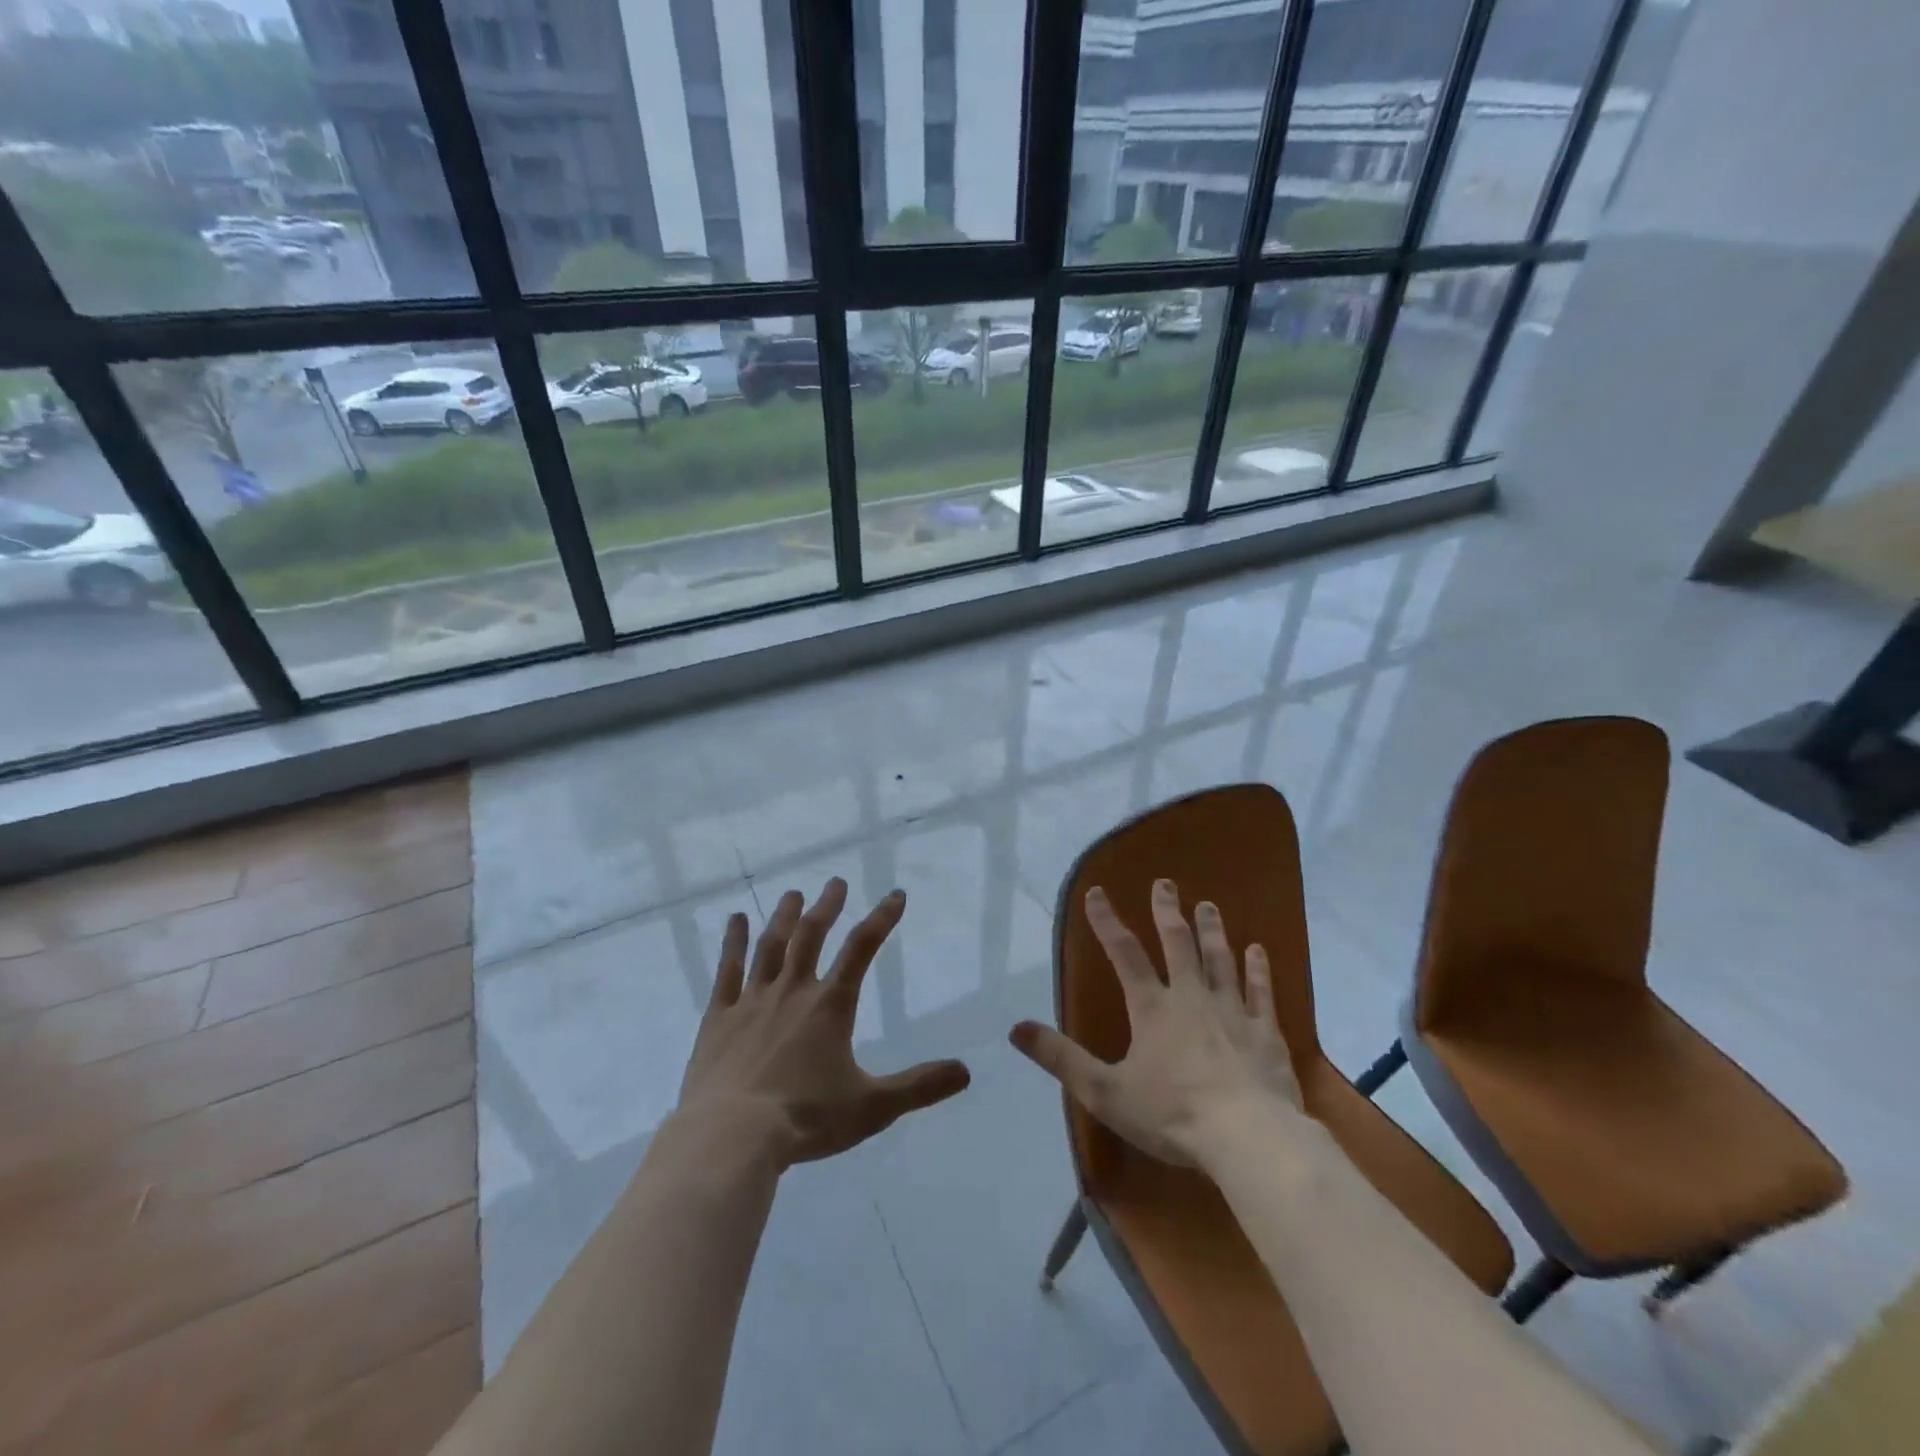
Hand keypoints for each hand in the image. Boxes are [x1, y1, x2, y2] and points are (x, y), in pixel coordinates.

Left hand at [678, 878, 970, 1166]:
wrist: (731, 1137)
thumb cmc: (805, 1119)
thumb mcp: (871, 1107)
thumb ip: (918, 1087)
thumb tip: (966, 1071)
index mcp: (830, 1006)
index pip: (862, 949)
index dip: (882, 919)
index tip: (896, 895)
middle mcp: (793, 991)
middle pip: (812, 936)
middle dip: (827, 907)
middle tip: (836, 882)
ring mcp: (752, 1001)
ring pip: (771, 946)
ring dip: (784, 917)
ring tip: (793, 893)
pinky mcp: (719, 1018)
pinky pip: (728, 970)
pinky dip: (733, 942)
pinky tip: (735, 920)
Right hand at [1010, 879, 1302, 1167]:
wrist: (1248, 1138)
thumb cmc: (1172, 1115)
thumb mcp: (1104, 1092)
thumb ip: (1061, 1058)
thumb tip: (1016, 1029)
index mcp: (1152, 1008)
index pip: (1123, 953)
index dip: (1107, 922)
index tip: (1096, 893)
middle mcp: (1191, 997)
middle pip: (1178, 943)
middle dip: (1167, 911)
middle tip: (1165, 883)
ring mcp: (1232, 1011)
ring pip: (1220, 959)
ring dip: (1212, 930)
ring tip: (1208, 906)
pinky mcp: (1264, 1032)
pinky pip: (1260, 991)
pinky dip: (1258, 969)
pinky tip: (1258, 950)